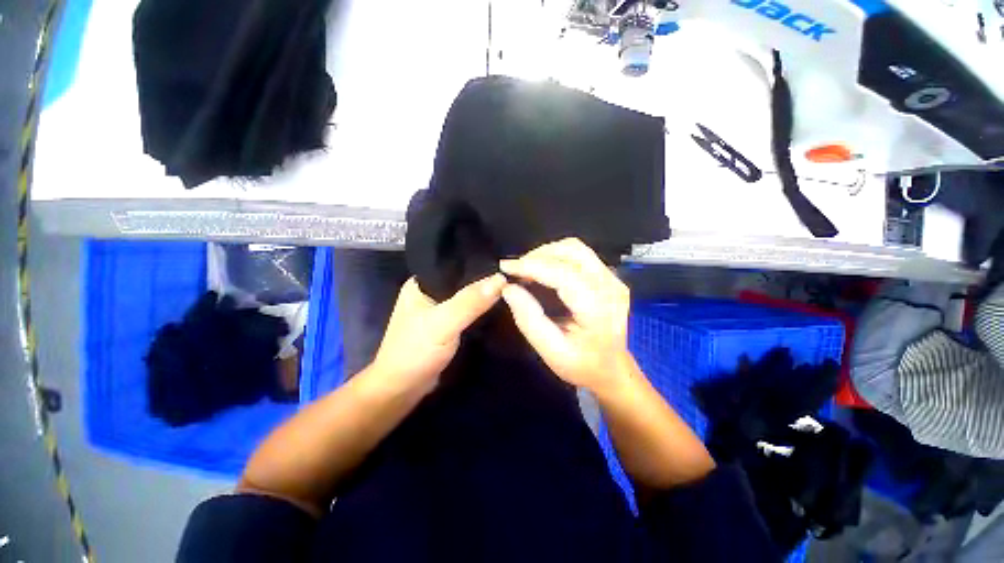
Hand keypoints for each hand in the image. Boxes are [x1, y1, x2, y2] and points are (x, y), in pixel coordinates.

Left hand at [370, 274, 505, 393]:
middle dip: (484, 279)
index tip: (506, 261)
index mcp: (421, 283)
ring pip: (466, 296)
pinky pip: (467, 311)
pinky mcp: (447, 325)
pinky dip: (480, 309)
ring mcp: (438, 310)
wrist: (401, 390)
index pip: (454, 263)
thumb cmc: (415, 352)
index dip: (478, 261)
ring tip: (511, 286)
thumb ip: (469, 302)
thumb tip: (501, 279)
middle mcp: (429, 292)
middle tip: (513, 274)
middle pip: (462, 280)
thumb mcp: (442, 324)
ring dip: (484, 295)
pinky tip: (498, 306)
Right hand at [500, 238, 632, 392]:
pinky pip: (579, 255)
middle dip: (538, 255)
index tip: (505, 266)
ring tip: (527, 269)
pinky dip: (556, 257)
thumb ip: (529, 320)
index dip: (531, 266)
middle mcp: (610, 286)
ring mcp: (613, 278)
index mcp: (598, 309)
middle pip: (572, 251)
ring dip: (547, 253)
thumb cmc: (582, 365)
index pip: (563, 274)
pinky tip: (543, 270)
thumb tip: (509, 289)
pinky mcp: (609, 276)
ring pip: (575, 248)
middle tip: (516, 271)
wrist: (613, 369)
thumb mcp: (552, 352)